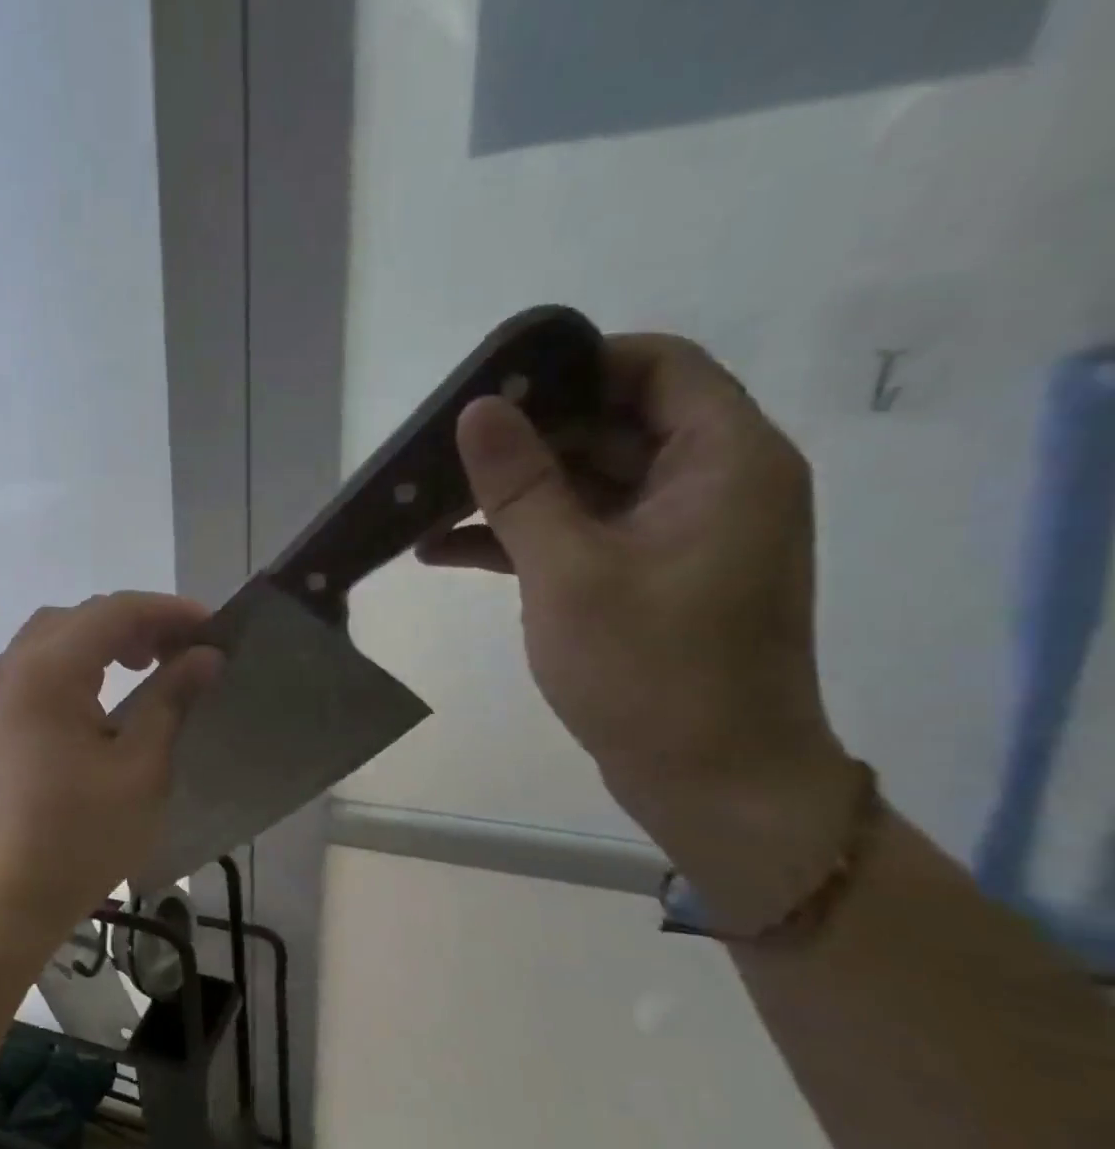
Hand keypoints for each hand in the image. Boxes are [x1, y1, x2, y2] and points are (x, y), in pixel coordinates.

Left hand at [0, 592, 221, 948]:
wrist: (8, 895)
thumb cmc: (80, 835)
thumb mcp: (141, 766)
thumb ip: (172, 699)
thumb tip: (206, 656)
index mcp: (48, 671)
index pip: (114, 612)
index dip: (168, 612)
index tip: (214, 629)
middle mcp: (16, 667)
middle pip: (83, 616)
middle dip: (139, 622)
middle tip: (186, 649)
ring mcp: (0, 691)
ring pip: (59, 635)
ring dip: (107, 638)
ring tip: (151, 663)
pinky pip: (41, 664)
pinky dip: (80, 661)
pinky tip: (108, 690)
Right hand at [420, 334, 859, 921]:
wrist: (712, 783)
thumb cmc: (652, 673)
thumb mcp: (571, 572)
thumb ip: (521, 486)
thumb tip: (477, 410)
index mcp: (724, 460)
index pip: (655, 366)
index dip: (574, 365)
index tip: (495, 388)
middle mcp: (710, 484)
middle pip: (611, 425)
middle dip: (523, 437)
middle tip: (440, 450)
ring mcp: (677, 535)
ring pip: (587, 484)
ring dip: (511, 493)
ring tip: (425, 506)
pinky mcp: (647, 578)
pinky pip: (581, 533)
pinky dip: (522, 538)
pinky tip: (444, 552)